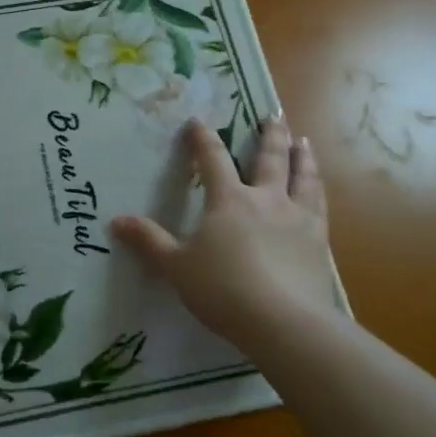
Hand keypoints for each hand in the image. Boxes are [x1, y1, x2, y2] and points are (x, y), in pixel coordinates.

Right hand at [111, 116, 349, 355]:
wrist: (284, 321)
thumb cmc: (223, 290)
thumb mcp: (176, 267)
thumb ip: (149, 241)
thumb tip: (116, 221)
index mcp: (228, 199)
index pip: (212, 159)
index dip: (203, 138)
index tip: (198, 121)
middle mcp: (266, 199)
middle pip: (269, 158)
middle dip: (270, 135)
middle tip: (275, 115)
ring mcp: (297, 218)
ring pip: (302, 177)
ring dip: (302, 156)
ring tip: (303, 142)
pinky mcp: (318, 241)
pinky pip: (319, 206)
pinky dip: (318, 190)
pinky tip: (319, 191)